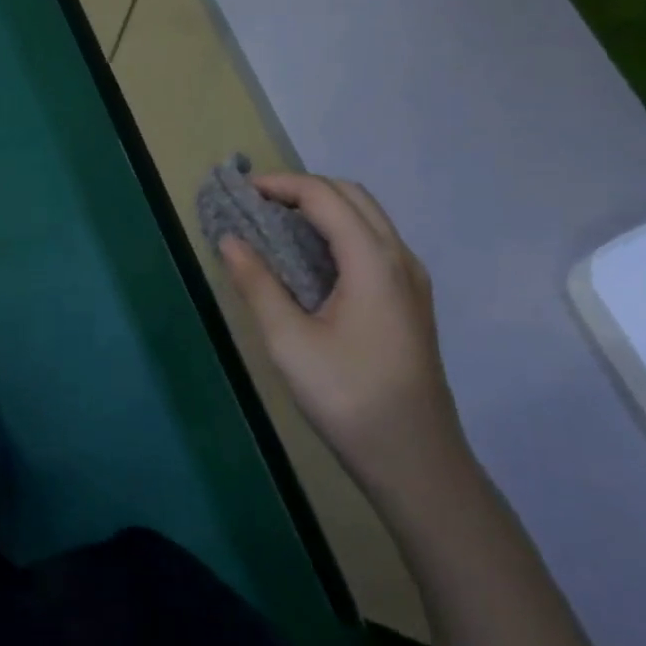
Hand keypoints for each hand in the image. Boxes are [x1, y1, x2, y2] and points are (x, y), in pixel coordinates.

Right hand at [219, 173, 465, 490]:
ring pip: (367, 219)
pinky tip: (310, 261)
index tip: (242, 191)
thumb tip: (229, 240)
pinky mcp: (410, 301)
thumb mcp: (290, 341)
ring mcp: (411, 280)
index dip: (282, 185)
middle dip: (303, 189)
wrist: (416, 460)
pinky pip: (373, 244)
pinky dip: (338, 232)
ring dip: (323, 209)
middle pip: (352, 197)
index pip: (325, 197)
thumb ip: (257, 284)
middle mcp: (399, 259)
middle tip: (257, 205)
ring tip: (276, 226)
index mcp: (374, 262)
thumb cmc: (348, 397)